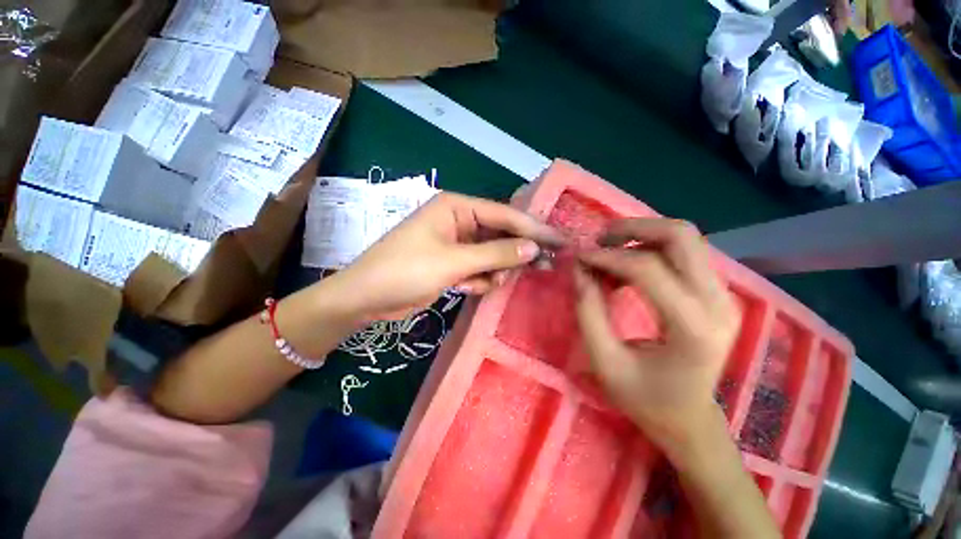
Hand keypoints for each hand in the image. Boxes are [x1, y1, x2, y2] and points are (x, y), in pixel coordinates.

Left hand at [333, 192, 563, 319]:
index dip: (533, 228)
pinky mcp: (451, 263)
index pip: (504, 215)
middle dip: (515, 252)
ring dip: (494, 270)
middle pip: (500, 234)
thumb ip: (495, 254)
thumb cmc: (405, 271)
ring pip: (490, 254)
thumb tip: (533, 248)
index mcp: (456, 207)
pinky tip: (470, 288)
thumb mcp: (454, 262)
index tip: (559, 241)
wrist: (365, 298)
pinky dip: (479, 279)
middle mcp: (458, 221)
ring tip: (491, 283)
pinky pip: (478, 267)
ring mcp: (455, 243)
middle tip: (543, 266)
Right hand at [574, 219, 738, 452]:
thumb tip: (579, 268)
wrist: (688, 417)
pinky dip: (649, 248)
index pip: (649, 269)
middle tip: (599, 241)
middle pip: (681, 236)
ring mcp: (724, 295)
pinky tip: (625, 268)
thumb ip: (588, 311)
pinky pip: (683, 252)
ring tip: (608, 253)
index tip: (579, 256)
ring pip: (685, 238)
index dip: (608, 256)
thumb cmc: (644, 398)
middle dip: (633, 228)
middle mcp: (719, 304)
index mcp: (693, 329)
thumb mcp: (604, 360)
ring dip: (641, 235)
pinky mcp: (717, 292)